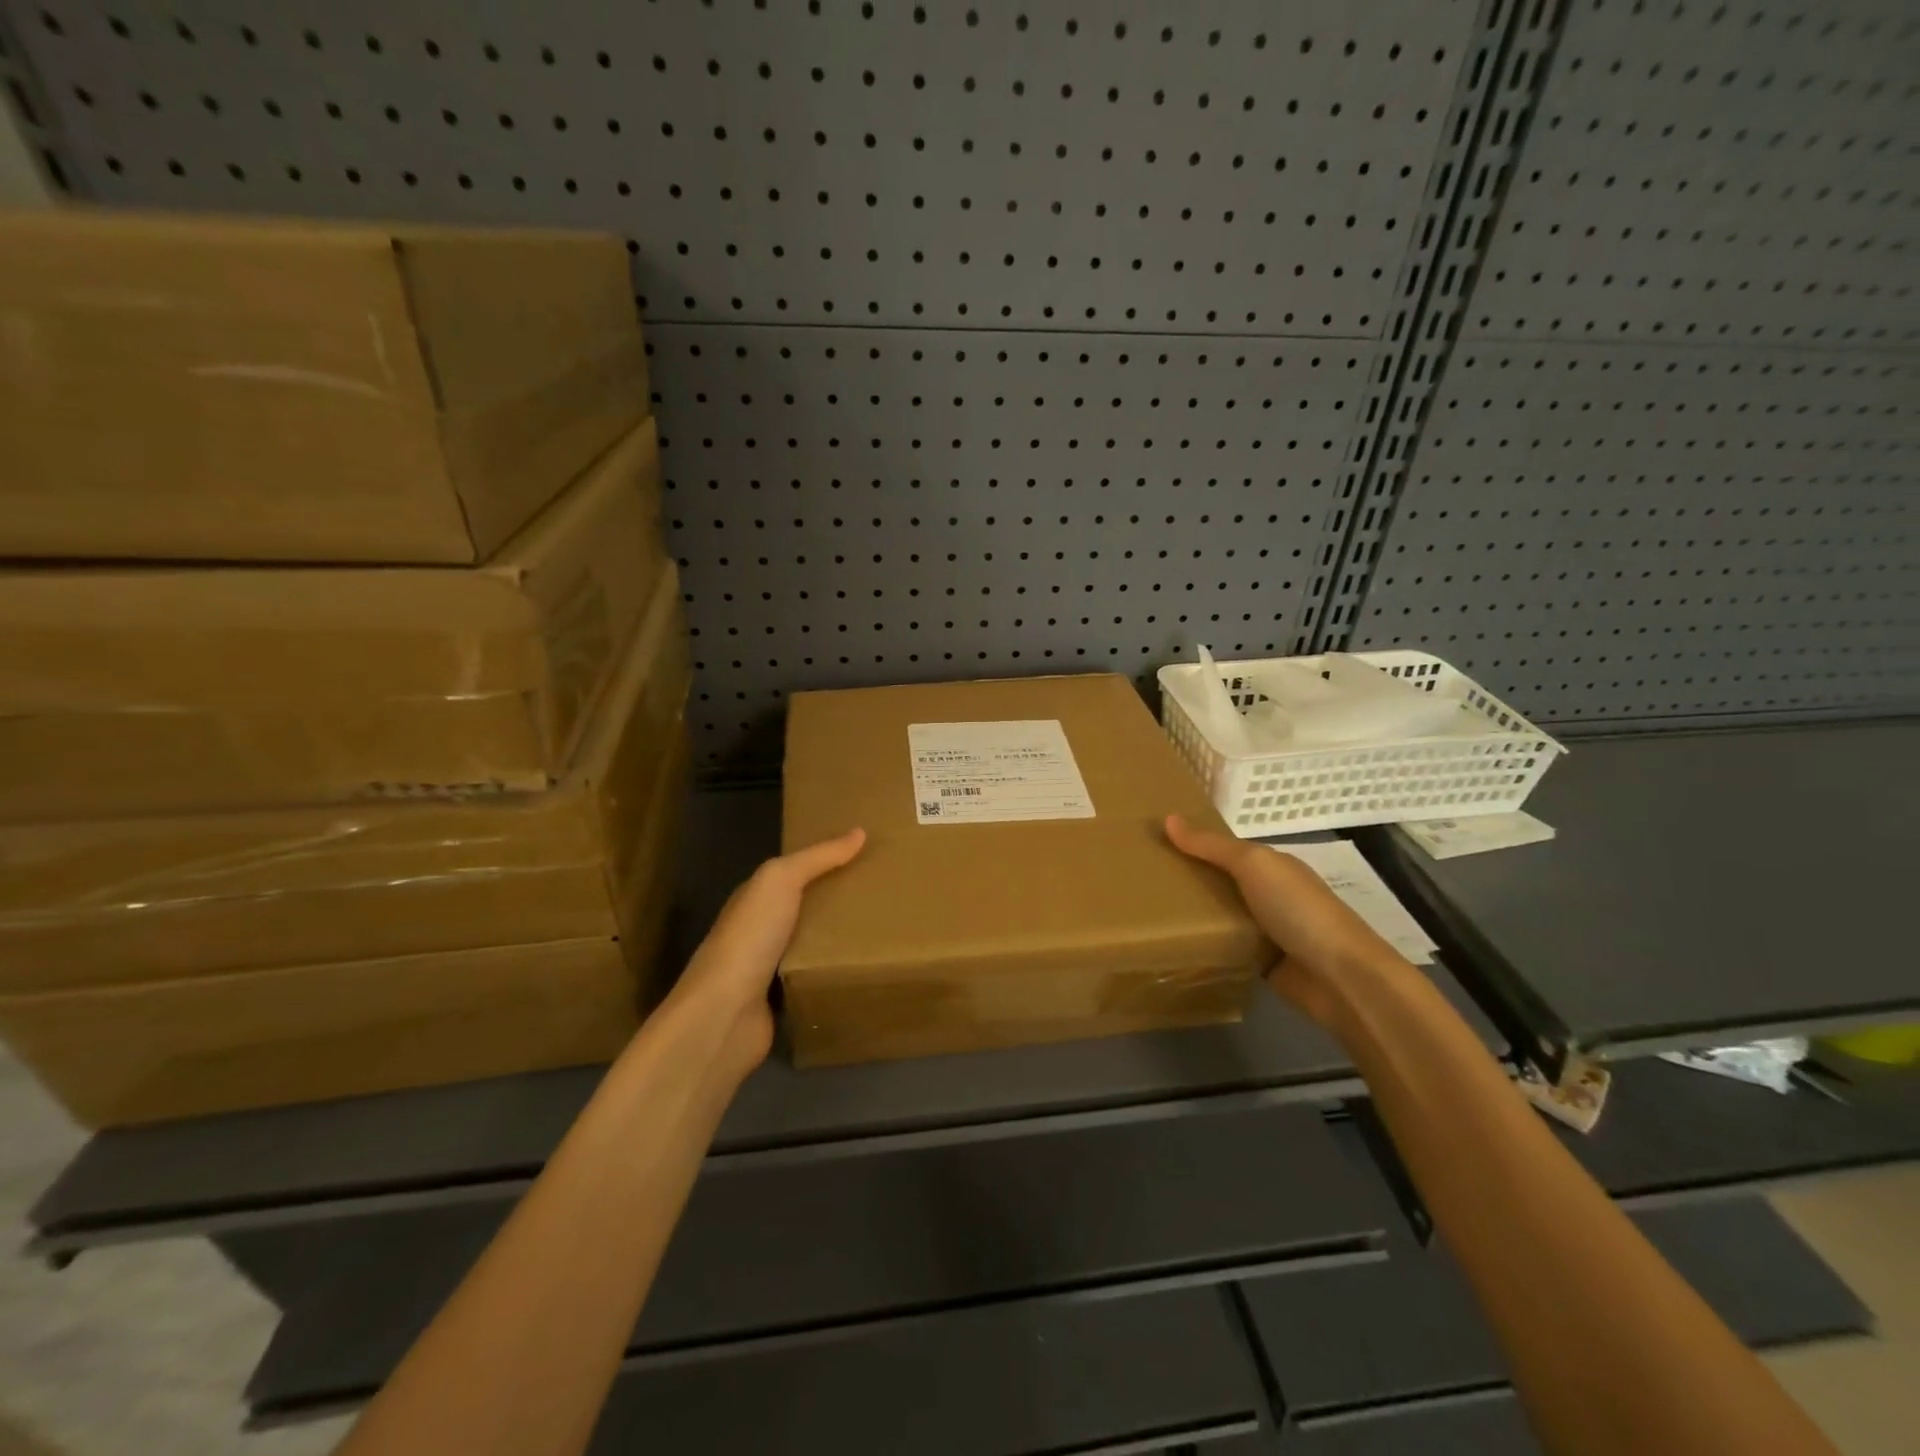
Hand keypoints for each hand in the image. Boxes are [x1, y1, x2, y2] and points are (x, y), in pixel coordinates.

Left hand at [668, 828, 866, 1071]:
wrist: (724, 1015)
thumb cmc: (749, 939)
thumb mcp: (780, 882)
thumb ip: (817, 858)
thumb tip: (859, 832)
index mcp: (756, 898)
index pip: (796, 871)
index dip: (828, 860)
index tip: (869, 854)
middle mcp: (761, 929)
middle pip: (807, 907)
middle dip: (840, 899)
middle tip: (888, 891)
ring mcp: (770, 968)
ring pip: (814, 943)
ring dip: (841, 937)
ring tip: (888, 926)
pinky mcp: (783, 1001)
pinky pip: (817, 977)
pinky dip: (836, 971)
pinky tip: (867, 966)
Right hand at [1164, 814, 1406, 1026]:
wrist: (1341, 978)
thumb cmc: (1298, 910)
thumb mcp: (1253, 865)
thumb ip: (1211, 846)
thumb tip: (1168, 818)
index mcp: (1271, 867)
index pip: (1224, 850)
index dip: (1192, 845)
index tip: (1152, 845)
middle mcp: (1270, 895)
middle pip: (1221, 883)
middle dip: (1187, 881)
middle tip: (1140, 881)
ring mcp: (1268, 932)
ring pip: (1222, 917)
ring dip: (1195, 916)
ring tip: (1146, 914)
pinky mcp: (1263, 965)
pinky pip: (1228, 949)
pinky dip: (1208, 947)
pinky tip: (1175, 946)